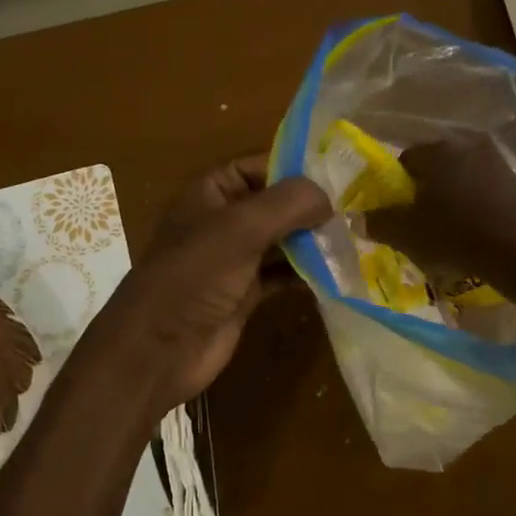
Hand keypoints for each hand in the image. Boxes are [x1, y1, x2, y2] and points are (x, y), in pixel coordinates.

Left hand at [78, 156, 331, 417]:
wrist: (158, 349)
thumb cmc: (193, 276)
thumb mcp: (239, 228)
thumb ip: (287, 204)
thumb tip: (328, 198)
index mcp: (211, 192)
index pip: (260, 166)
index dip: (297, 168)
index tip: (342, 175)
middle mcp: (222, 220)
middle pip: (276, 204)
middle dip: (312, 208)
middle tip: (357, 211)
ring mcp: (233, 258)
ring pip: (282, 240)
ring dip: (313, 241)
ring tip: (355, 240)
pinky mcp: (245, 292)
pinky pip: (281, 273)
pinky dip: (306, 273)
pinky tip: (336, 273)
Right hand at [366, 134, 515, 287]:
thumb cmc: (455, 233)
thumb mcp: (406, 233)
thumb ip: (378, 222)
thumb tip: (358, 218)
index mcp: (436, 150)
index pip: (404, 159)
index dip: (396, 186)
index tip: (398, 212)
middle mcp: (466, 145)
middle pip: (434, 166)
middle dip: (424, 190)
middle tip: (420, 222)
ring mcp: (496, 161)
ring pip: (460, 177)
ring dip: (451, 197)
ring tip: (449, 230)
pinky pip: (484, 189)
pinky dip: (475, 205)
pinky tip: (475, 231)